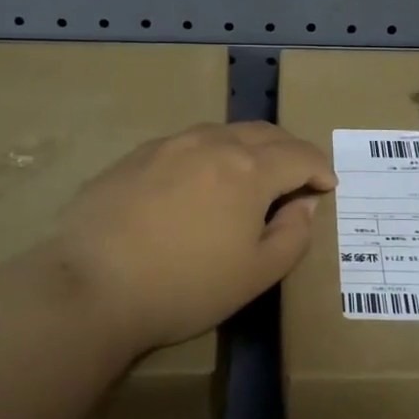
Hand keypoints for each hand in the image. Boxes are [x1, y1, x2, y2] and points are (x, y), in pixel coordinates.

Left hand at [52, 122, 336, 352]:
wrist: (91, 284)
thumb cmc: (184, 286)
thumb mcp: (256, 274)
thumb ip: (292, 235)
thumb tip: (304, 204)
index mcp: (250, 168)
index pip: (300, 155)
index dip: (320, 169)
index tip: (327, 187)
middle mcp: (213, 143)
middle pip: (264, 133)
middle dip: (288, 151)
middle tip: (296, 176)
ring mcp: (170, 144)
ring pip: (223, 132)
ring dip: (248, 147)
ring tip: (249, 176)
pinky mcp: (136, 155)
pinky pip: (187, 143)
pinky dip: (209, 154)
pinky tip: (197, 182)